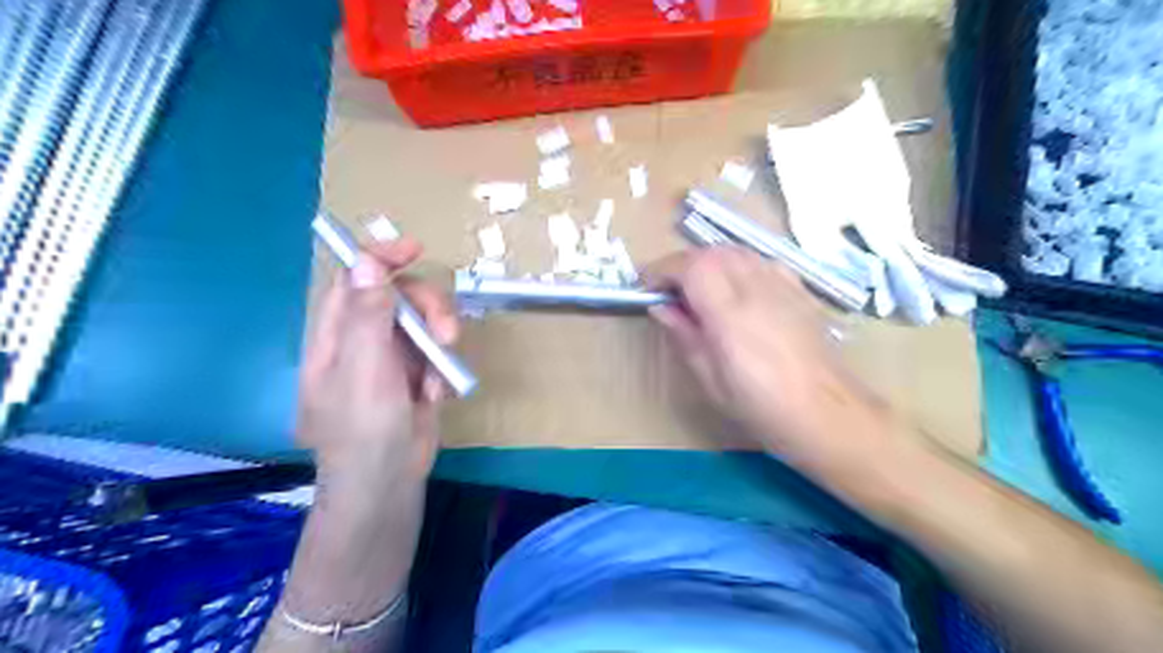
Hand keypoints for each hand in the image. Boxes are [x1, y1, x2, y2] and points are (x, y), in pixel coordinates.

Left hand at [296, 237, 456, 484]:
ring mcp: (392, 358)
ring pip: (424, 324)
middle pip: (399, 297)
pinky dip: (442, 372)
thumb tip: (365, 261)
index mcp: (336, 334)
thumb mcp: (364, 369)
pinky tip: (435, 397)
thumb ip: (366, 316)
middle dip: (428, 310)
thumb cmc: (364, 429)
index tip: (413, 250)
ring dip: (439, 346)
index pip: (354, 279)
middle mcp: (363, 340)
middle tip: (447, 333)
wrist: (388, 482)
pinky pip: (437, 354)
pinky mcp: (416, 375)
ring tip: (437, 382)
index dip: (379, 259)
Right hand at [645, 245, 897, 468]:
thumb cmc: (760, 405)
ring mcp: (782, 284)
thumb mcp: (709, 378)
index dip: (663, 269)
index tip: (647, 286)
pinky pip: (761, 260)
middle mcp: (756, 287)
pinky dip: (738, 264)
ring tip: (699, 288)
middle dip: (683, 264)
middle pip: (711, 252)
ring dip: (709, 261)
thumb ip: (684, 334)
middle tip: (669, 290)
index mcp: (730, 313)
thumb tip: (660, 307)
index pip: (690, 266)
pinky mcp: (799, 288)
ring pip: (736, 251)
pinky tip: (737, 287)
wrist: (825, 412)